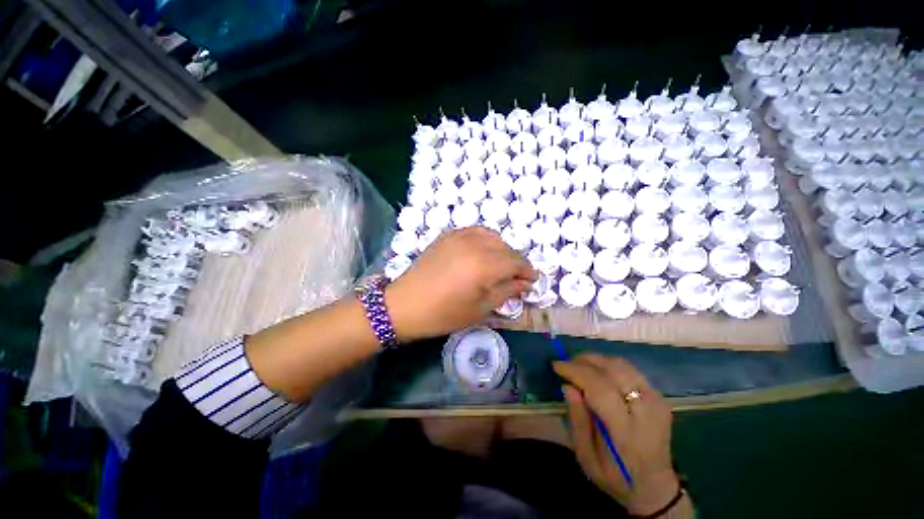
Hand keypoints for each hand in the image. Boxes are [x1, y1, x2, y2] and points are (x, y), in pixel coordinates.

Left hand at [386, 227, 536, 341]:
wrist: (405, 304)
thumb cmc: (444, 313)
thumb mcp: (480, 309)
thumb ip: (506, 292)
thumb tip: (525, 284)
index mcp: (484, 265)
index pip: (516, 262)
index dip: (527, 271)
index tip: (532, 280)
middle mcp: (475, 245)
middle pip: (506, 248)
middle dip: (516, 262)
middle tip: (516, 277)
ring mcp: (459, 236)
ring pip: (492, 236)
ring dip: (502, 249)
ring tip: (500, 264)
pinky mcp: (448, 235)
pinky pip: (475, 231)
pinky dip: (485, 239)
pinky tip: (483, 251)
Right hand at [554, 355, 678, 515]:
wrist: (655, 487)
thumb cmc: (615, 477)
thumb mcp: (587, 458)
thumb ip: (577, 421)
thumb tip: (568, 386)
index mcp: (628, 432)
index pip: (601, 389)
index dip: (576, 372)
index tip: (556, 366)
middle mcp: (647, 412)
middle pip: (613, 371)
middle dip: (584, 362)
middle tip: (565, 364)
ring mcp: (657, 401)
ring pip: (621, 365)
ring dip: (596, 360)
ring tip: (578, 365)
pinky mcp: (659, 396)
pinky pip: (629, 369)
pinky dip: (608, 364)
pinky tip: (596, 371)